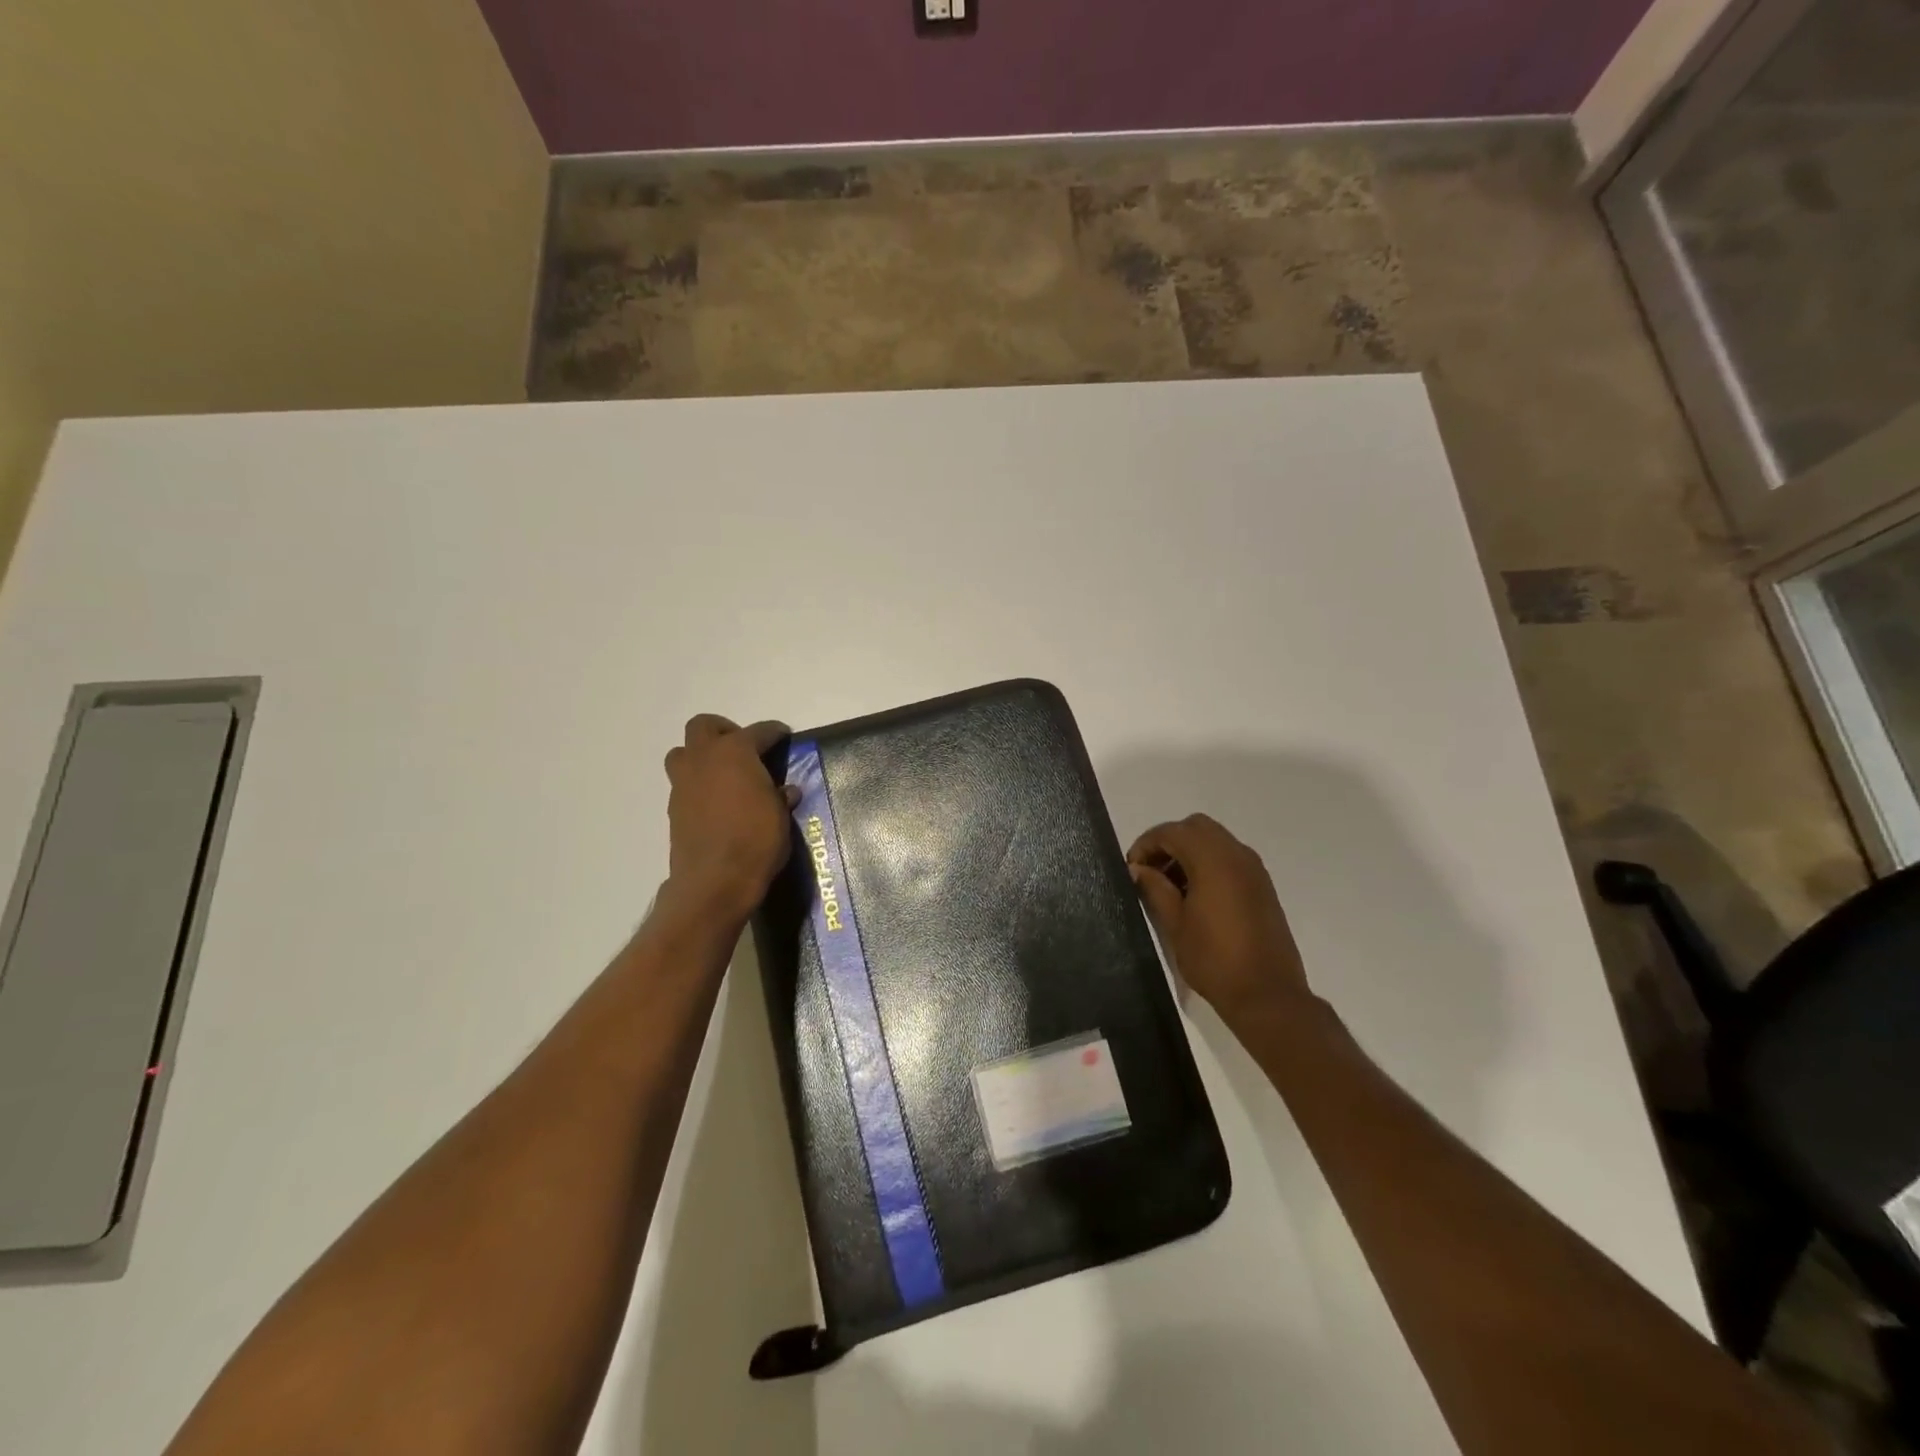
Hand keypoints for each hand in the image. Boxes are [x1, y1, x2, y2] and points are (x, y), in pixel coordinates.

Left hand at [662, 715, 795, 922]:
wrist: (714, 880)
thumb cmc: (756, 840)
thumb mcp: (780, 817)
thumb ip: (780, 797)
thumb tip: (785, 791)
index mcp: (735, 752)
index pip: (758, 731)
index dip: (774, 732)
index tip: (783, 735)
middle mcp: (704, 759)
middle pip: (704, 726)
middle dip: (723, 730)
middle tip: (743, 748)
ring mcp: (683, 783)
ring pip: (683, 752)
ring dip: (701, 755)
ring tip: (723, 774)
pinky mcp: (674, 808)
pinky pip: (684, 783)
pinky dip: (699, 784)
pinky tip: (717, 803)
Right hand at [1127, 814, 1313, 1025]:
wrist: (1267, 995)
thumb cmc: (1214, 960)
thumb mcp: (1174, 924)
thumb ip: (1154, 888)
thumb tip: (1138, 868)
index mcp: (1213, 860)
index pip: (1172, 832)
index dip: (1146, 844)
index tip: (1132, 868)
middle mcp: (1237, 855)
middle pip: (1196, 827)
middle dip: (1169, 841)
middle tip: (1151, 871)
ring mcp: (1254, 870)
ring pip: (1215, 840)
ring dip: (1190, 851)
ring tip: (1170, 885)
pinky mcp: (1263, 886)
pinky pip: (1230, 858)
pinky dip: (1209, 863)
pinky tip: (1195, 895)